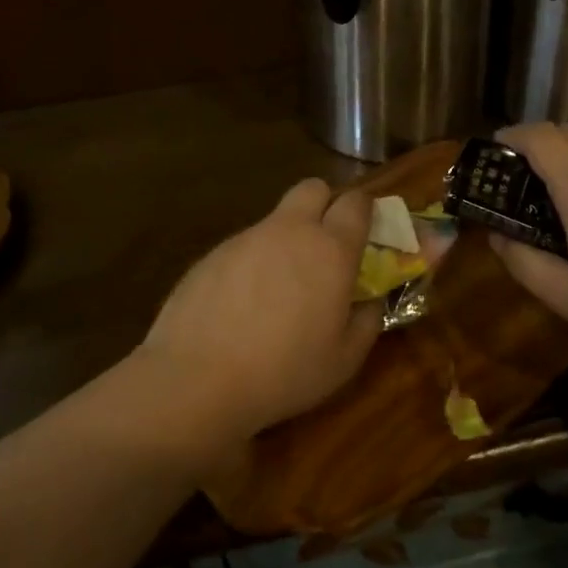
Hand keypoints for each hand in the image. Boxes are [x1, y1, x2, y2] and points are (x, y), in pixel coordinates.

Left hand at [133, 178, 379, 456]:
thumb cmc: (284, 371)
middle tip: (325, 245)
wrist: (197, 379)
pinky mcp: (212, 253)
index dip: (364, 210)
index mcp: (331, 250)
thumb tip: (370, 300)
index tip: (366, 232)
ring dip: (286, 239)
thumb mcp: (344, 360)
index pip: (356, 203)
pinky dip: (252, 263)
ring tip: (278, 290)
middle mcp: (290, 231)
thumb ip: (367, 321)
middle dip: (325, 204)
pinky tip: (241, 306)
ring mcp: (246, 238)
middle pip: (313, 188)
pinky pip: (244, 246)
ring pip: (276, 220)